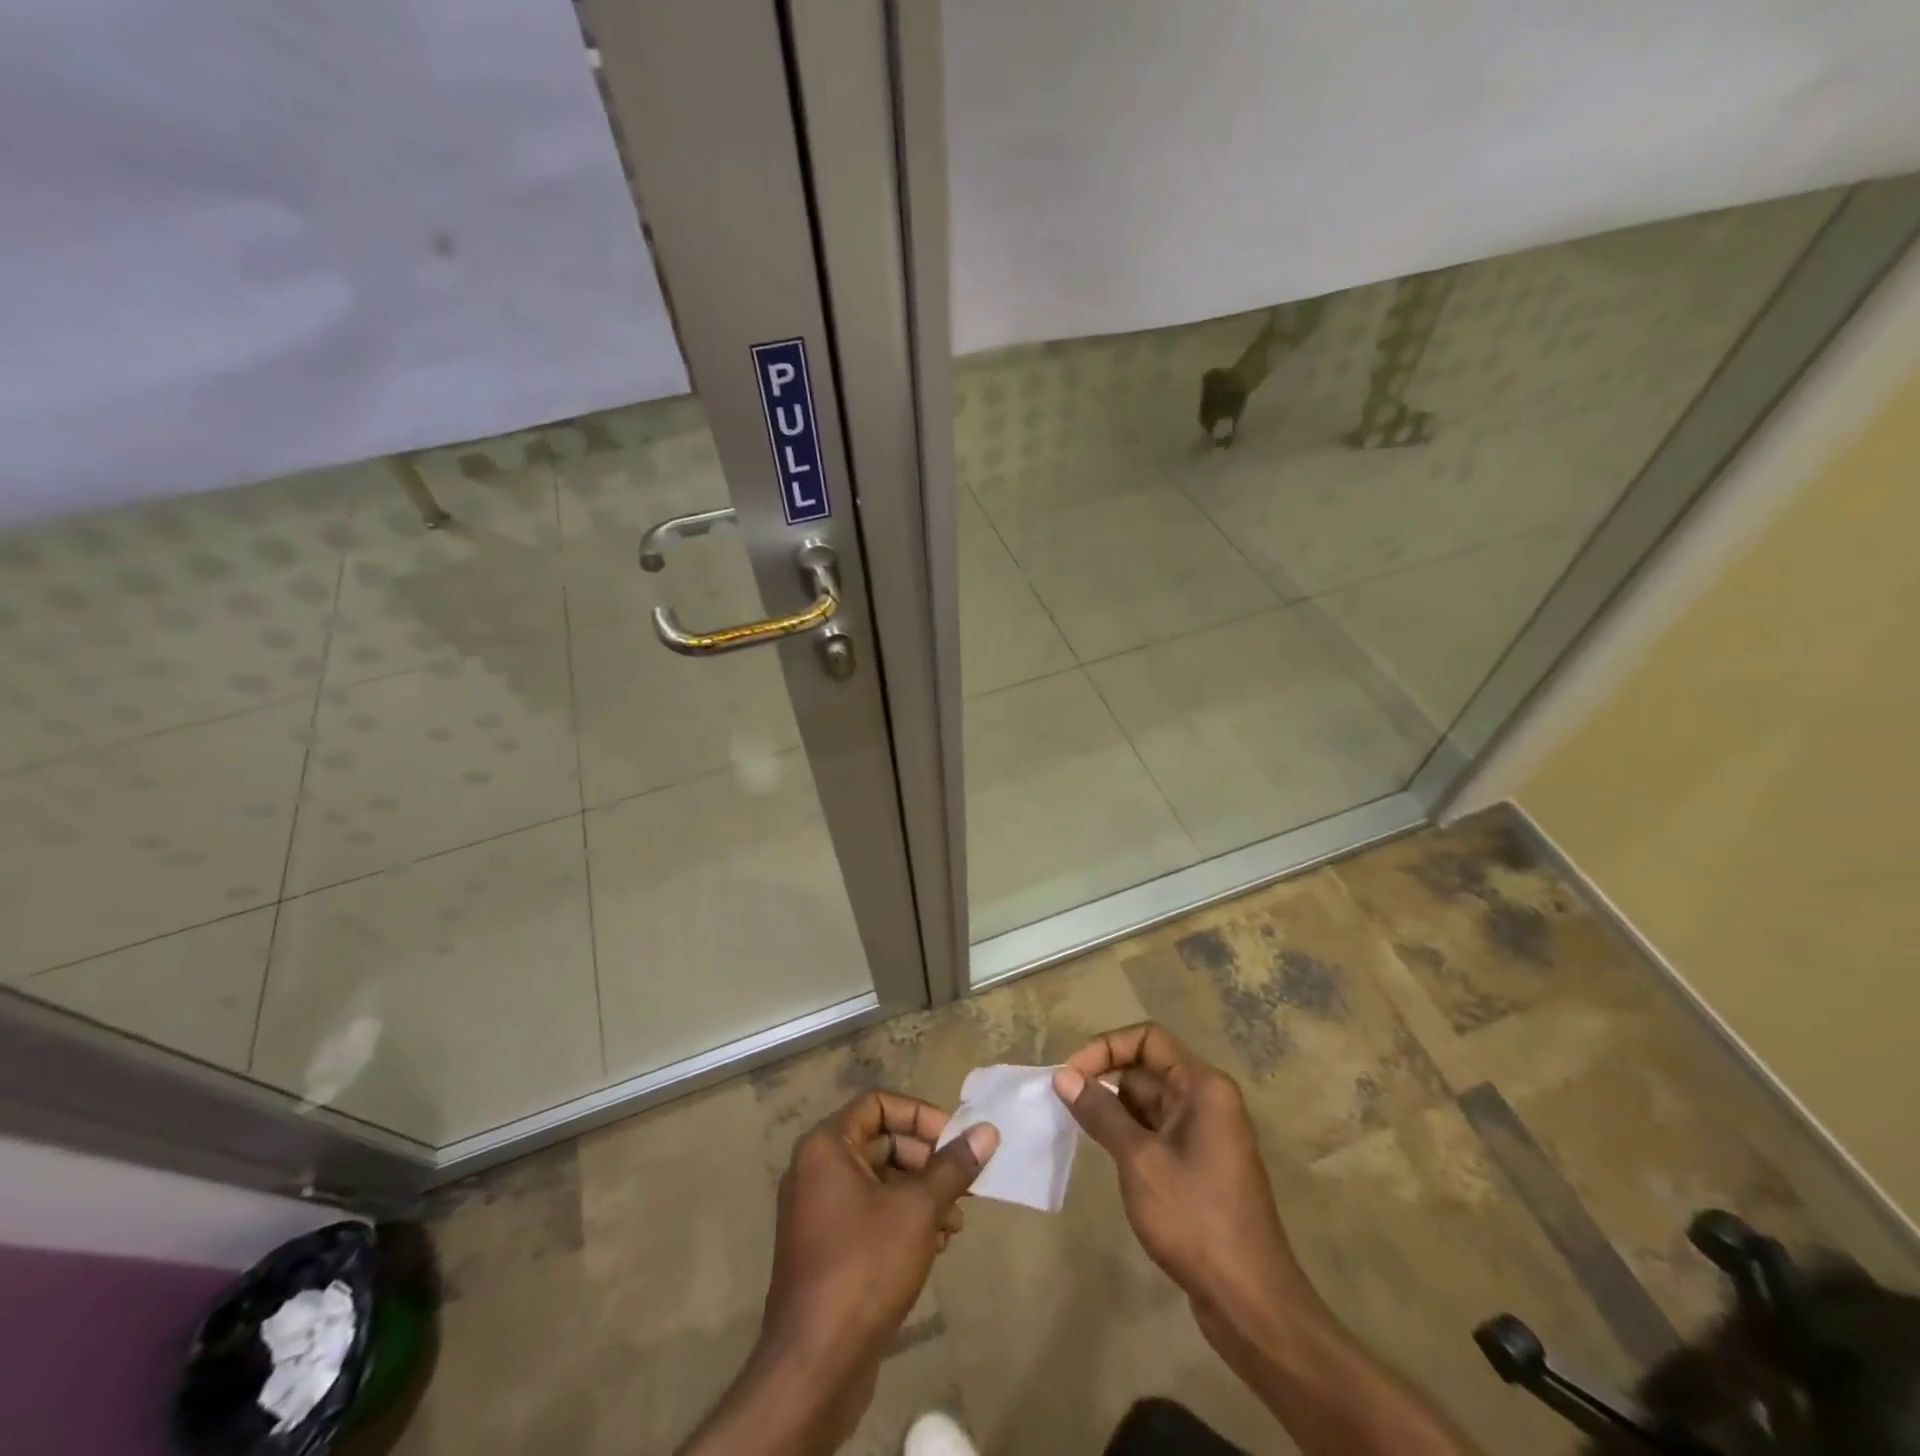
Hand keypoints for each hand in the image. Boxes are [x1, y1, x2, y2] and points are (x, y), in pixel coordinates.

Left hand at [709, 1091, 995, 1453]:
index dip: (920, 1115)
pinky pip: (870, 1213)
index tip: (955, 1140)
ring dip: (922, 1194)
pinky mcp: (827, 1248)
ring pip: (880, 1181)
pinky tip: (936, 1245)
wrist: (814, 1366)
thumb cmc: (865, 1266)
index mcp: (826, 1146)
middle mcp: (817, 1169)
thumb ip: (953, 1166)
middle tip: (964, 1184)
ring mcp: (819, 1211)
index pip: (879, 1103)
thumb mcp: (918, 1209)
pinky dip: (904, 1219)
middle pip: (882, 1141)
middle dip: (928, 1161)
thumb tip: (987, 1130)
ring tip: (956, 1222)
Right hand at [1053, 1024, 1320, 1354]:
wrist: (1250, 1302)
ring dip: (1113, 1107)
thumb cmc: (1195, 1220)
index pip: (1148, 1039)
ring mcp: (1204, 1133)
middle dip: (1105, 1078)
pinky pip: (1156, 1129)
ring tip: (1077, 1125)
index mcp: (1203, 1086)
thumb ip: (1101, 1112)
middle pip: (1147, 1067)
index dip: (1106, 1047)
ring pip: (1148, 1101)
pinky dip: (1128, 1132)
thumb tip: (1064, 1077)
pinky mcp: (1198, 1163)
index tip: (1072, 1075)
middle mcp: (1207, 1100)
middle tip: (1065, 1103)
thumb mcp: (1139, 1160)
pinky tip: (1103, 1150)